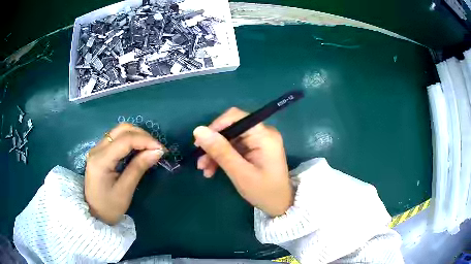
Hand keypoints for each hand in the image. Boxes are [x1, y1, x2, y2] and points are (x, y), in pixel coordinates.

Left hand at [85, 123, 164, 224]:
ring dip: (137, 135)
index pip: (125, 140)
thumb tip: (157, 151)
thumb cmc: (109, 207)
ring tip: (149, 148)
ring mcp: (97, 148)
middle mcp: (97, 149)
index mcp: (101, 160)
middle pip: (122, 129)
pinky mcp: (100, 151)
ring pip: (119, 131)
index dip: (145, 140)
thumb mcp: (125, 191)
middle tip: (156, 148)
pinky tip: (138, 149)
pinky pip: (117, 138)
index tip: (162, 150)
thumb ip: (138, 168)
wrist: (93, 213)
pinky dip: (130, 140)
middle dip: (142, 135)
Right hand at [193, 107, 292, 216]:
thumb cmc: (264, 191)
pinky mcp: (254, 150)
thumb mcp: (240, 173)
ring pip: (229, 139)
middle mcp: (262, 133)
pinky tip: (212, 170)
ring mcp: (258, 142)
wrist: (280, 205)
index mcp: (264, 135)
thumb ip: (220, 151)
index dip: (215, 127)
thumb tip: (198, 130)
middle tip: (200, 162)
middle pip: (230, 129)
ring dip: (214, 153)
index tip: (200, 143)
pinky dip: (222, 158)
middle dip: (213, 144)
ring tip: (204, 170)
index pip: (235, 117)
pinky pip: (233, 148)